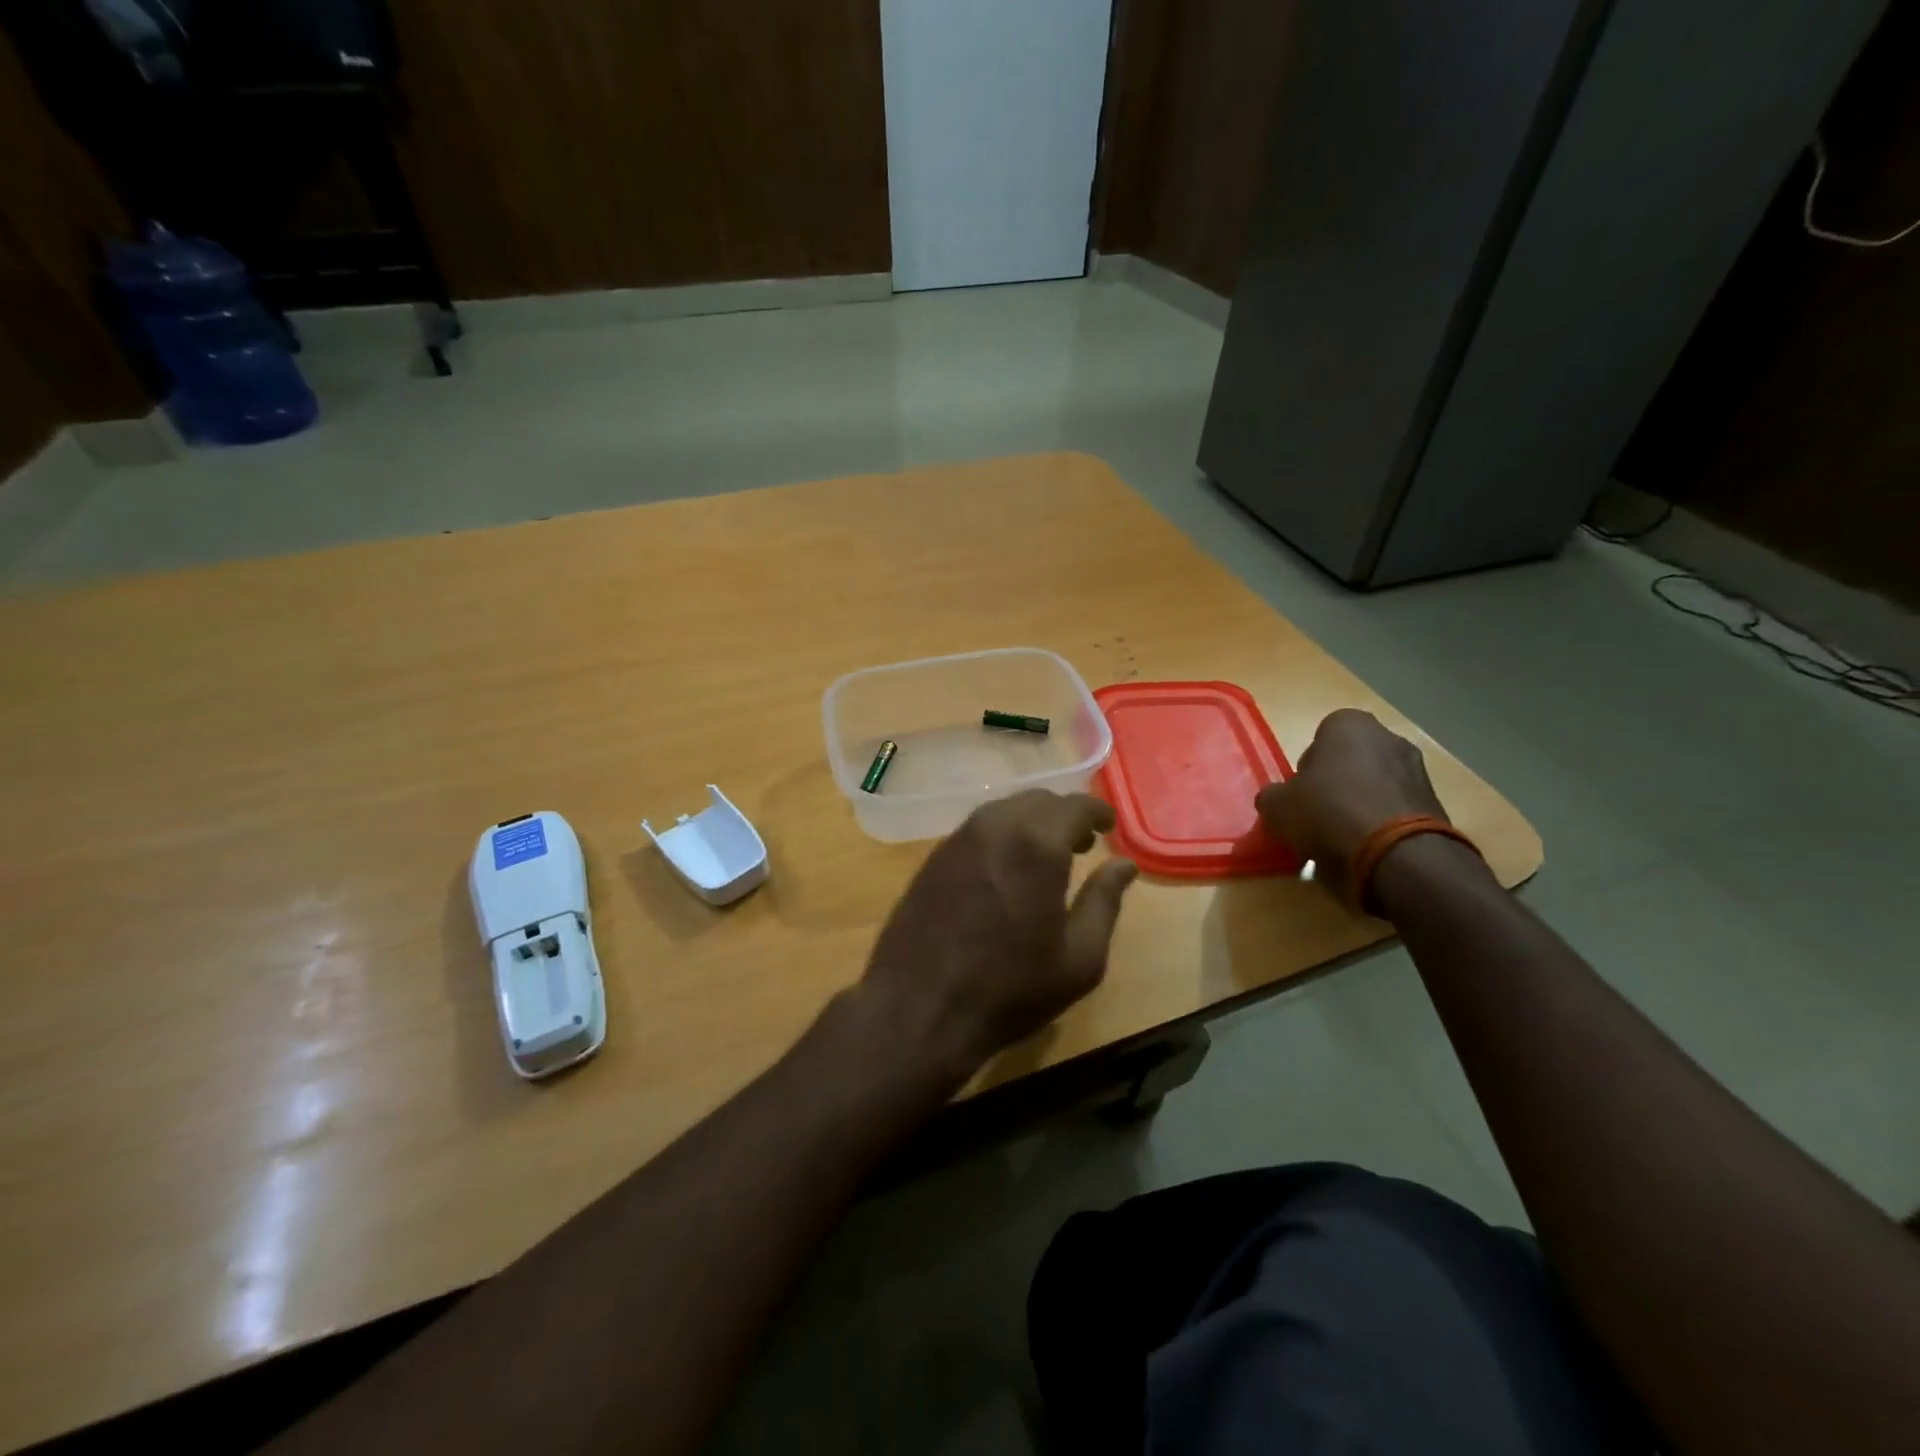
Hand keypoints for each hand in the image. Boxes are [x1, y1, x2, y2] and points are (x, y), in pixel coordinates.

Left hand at [859, 791, 1138, 1077]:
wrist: (918, 1009)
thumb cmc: (1010, 990)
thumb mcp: (1079, 958)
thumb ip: (1104, 902)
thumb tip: (1124, 865)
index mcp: (1037, 844)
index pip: (1074, 806)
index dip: (1097, 812)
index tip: (1109, 825)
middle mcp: (995, 827)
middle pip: (1038, 801)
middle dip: (1064, 815)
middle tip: (1081, 844)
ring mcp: (958, 839)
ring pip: (1004, 810)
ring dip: (1031, 822)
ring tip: (1045, 856)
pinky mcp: (933, 857)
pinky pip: (977, 829)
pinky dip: (1001, 835)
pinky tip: (1005, 869)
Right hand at [1256, 709, 1448, 902]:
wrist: (1396, 854)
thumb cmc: (1328, 812)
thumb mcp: (1276, 806)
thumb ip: (1273, 796)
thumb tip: (1278, 800)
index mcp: (1349, 725)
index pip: (1321, 736)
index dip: (1308, 766)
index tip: (1301, 793)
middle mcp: (1388, 737)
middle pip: (1352, 760)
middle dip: (1337, 783)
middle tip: (1319, 814)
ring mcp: (1418, 769)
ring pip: (1376, 784)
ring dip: (1361, 804)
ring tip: (1343, 838)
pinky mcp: (1436, 803)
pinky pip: (1397, 808)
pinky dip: (1384, 823)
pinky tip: (1368, 848)